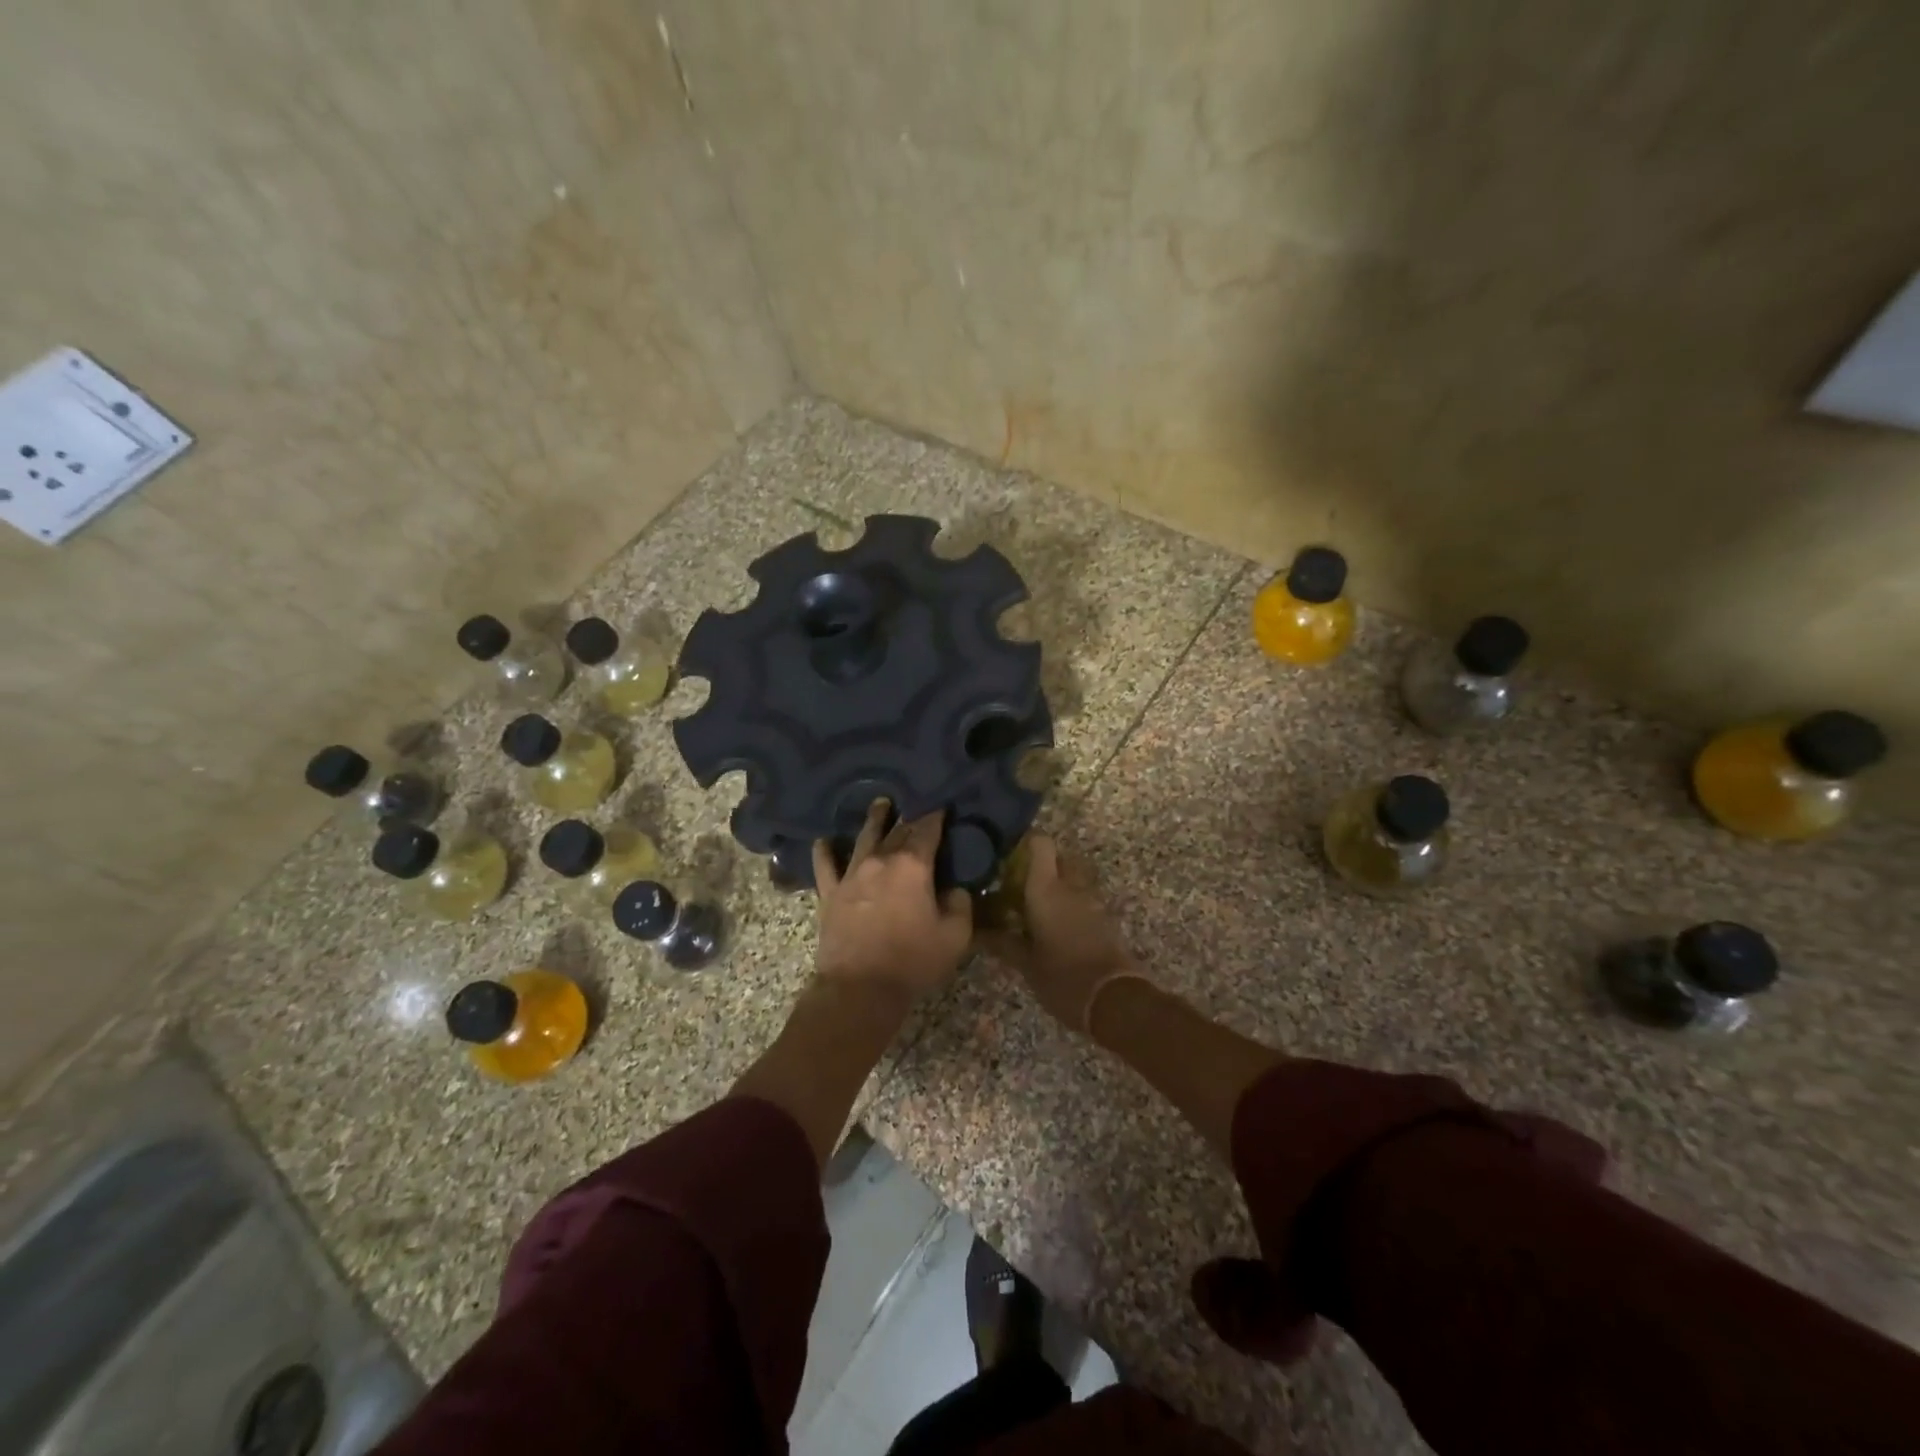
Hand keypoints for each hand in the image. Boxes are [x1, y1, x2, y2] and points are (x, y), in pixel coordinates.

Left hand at [813, 800, 973, 1002]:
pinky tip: (822, 840)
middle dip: (910, 818)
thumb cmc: (913, 961)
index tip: (943, 807)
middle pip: (898, 830)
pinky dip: (824, 851)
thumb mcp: (955, 936)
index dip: (937, 816)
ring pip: (864, 837)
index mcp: (913, 865)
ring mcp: (852, 874)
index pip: (928, 829)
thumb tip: (955, 889)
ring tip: (880, 804)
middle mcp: (881, 860)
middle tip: (917, 807)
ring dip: (874, 819)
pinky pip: (825, 865)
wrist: (860, 988)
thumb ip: (960, 905)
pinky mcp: (830, 893)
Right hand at [982, 834, 1142, 1029]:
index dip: (1025, 843)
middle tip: (1018, 884)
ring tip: (1034, 907)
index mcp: (1047, 888)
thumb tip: (975, 931)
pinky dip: (1069, 904)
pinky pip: (1083, 899)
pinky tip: (1053, 926)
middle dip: (1041, 866)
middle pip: (1059, 858)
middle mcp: (1071, 886)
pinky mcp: (1104, 919)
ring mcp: (1092, 901)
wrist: (1115, 1000)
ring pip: (1073, 879)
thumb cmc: (1062, 977)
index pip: (1040, 843)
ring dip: (1057, 885)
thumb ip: (1001, 942)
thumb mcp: (1025, 963)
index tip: (1007, 855)